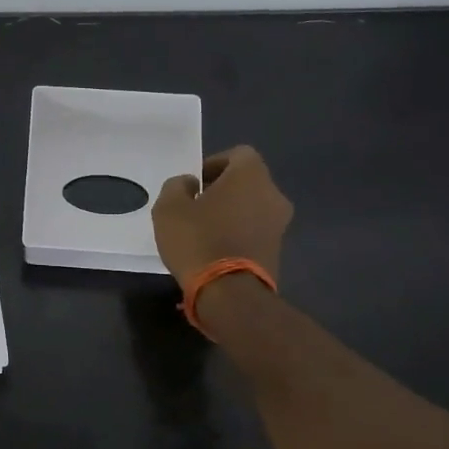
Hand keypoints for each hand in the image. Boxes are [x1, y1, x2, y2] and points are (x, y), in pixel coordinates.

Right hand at [152, 145, 292, 289]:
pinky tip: (216, 250)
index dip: (214, 164)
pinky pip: (255, 231)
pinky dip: (239, 234)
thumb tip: (191, 185)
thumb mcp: (168, 207)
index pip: (239, 154)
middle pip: (248, 182)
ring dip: (232, 213)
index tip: (195, 183)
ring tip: (204, 231)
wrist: (230, 294)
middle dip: (223, 190)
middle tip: (196, 206)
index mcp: (251, 176)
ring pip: (253, 207)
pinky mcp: (278, 252)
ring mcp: (280, 225)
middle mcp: (273, 195)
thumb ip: (177, 186)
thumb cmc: (198, 240)